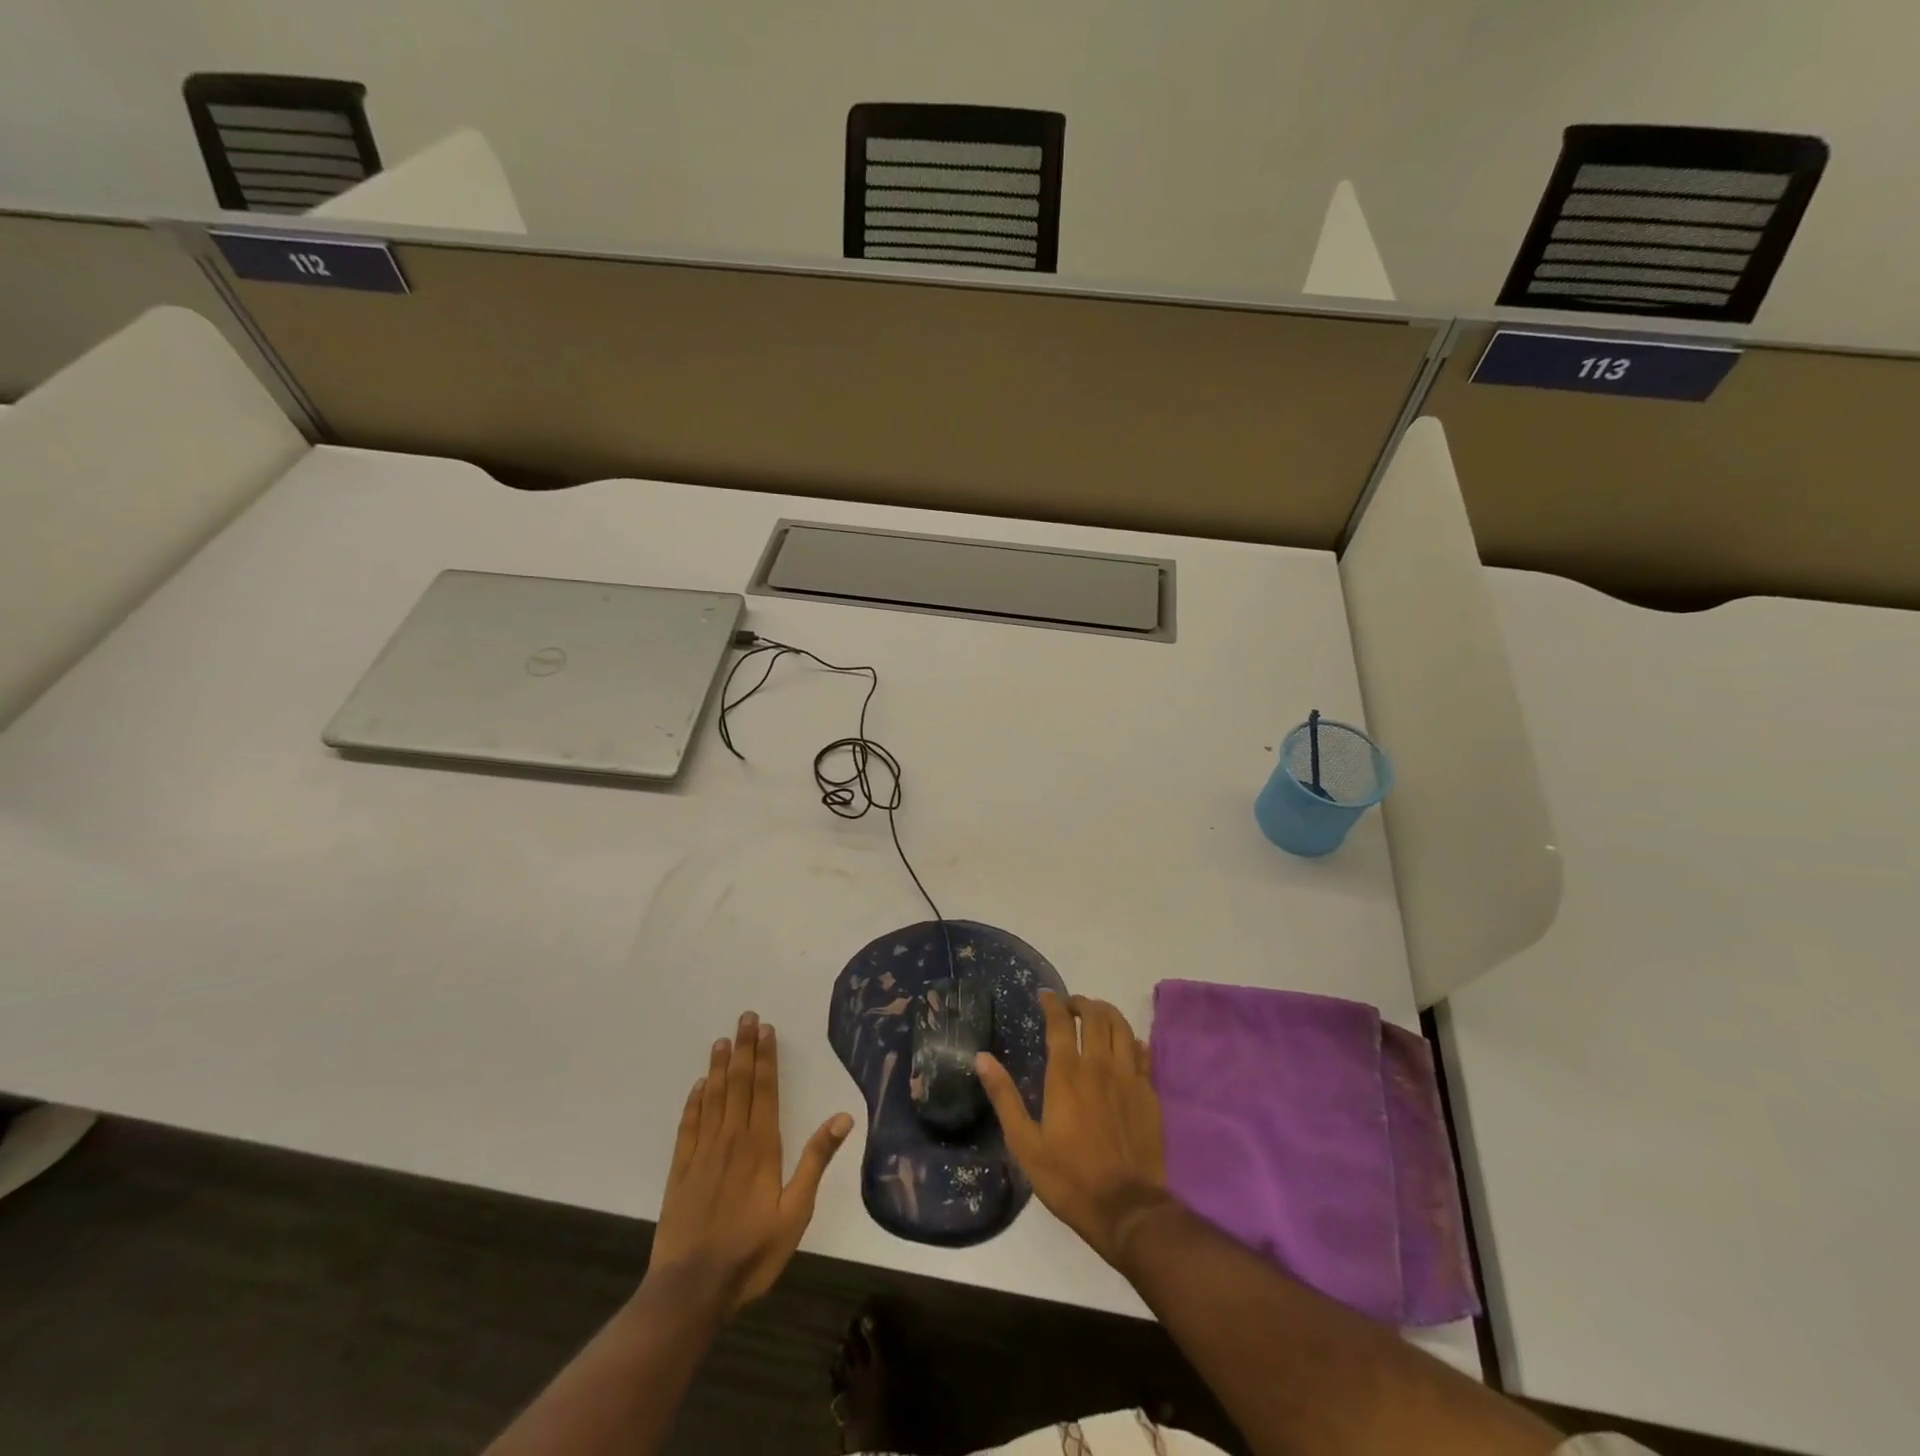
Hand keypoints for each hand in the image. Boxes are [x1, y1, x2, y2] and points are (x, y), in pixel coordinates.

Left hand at [646, 1011, 854, 1313]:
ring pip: (713, 1099)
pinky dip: (694, 1102)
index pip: (765, 1090)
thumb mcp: (795, 1212)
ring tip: (723, 1040)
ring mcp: (702, 1154)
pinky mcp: (680, 1171)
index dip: (766, 1058)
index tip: (766, 1029)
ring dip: (719, 1067)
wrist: (692, 1289)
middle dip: (744, 1049)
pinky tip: (698, 1086)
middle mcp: (732, 1140)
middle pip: (739, 1085)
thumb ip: (816, 1161)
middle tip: (745, 1017)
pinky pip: (688, 1126)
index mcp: (761, 1147)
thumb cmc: (752, 1252)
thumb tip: (843, 1117)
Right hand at [977, 991, 1170, 1267]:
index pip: (1060, 1022)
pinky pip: (1142, 1052)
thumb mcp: (1025, 1143)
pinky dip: (1131, 1040)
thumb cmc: (1069, 1178)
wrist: (1127, 1209)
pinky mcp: (1150, 1093)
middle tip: (1071, 1006)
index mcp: (1067, 1074)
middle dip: (1082, 1003)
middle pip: (1096, 1016)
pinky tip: (1125, 1045)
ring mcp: (1129, 1077)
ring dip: (1107, 1013)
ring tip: (1097, 1015)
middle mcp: (1099, 1065)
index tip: (1045, 996)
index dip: (1053, 1003)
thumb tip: (982, 1058)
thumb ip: (1004, 1097)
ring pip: (1122, 1027)